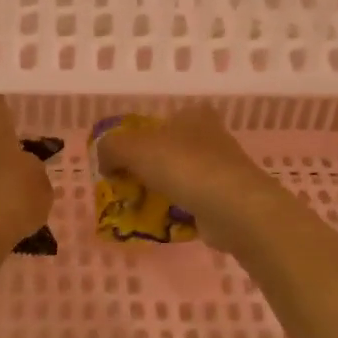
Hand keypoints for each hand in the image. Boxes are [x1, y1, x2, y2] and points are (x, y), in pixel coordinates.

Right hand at [94, 105, 298, 256]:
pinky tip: (162, 222)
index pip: (160, 121)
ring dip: (161, 191)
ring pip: (181, 177)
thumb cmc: (183, 166)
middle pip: (169, 149)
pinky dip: (177, 211)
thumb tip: (104, 162)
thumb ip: (110, 148)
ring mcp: (223, 169)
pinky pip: (193, 202)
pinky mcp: (228, 199)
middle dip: (148, 167)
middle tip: (126, 185)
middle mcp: (211, 136)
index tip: (122, 160)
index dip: (138, 138)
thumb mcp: (131, 147)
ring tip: (139, 207)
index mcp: (193, 115)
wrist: (234, 208)